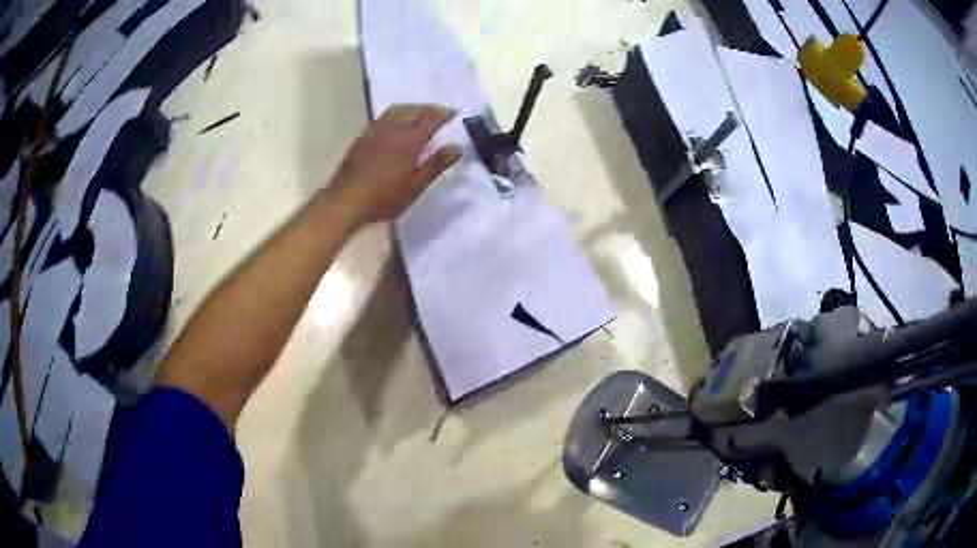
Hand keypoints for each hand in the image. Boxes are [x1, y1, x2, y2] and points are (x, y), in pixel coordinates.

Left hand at [323, 104, 461, 224]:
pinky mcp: (363, 137)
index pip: (431, 119)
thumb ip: (436, 164)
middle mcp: (393, 129)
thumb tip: (456, 147)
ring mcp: (375, 131)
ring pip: (397, 109)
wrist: (345, 201)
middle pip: (414, 109)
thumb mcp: (415, 187)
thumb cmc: (384, 198)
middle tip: (439, 112)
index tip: (455, 113)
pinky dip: (396, 113)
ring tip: (420, 113)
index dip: (444, 114)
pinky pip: (383, 116)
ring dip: (412, 107)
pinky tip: (396, 123)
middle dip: (429, 108)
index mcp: (410, 141)